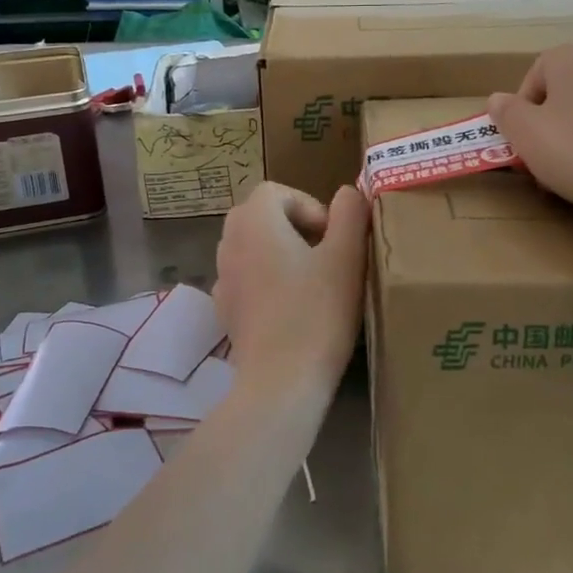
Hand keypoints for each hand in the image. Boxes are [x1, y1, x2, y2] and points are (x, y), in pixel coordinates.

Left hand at [215, 182, 368, 397]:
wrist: (281, 381)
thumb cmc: (318, 313)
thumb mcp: (347, 257)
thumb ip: (350, 214)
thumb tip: (347, 193)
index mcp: (255, 222)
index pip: (276, 191)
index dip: (309, 205)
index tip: (332, 237)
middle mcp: (229, 243)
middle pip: (259, 215)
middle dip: (294, 226)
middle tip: (325, 254)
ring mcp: (222, 278)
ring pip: (251, 246)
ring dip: (280, 252)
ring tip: (311, 281)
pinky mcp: (225, 309)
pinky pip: (245, 278)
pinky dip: (266, 281)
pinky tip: (291, 308)